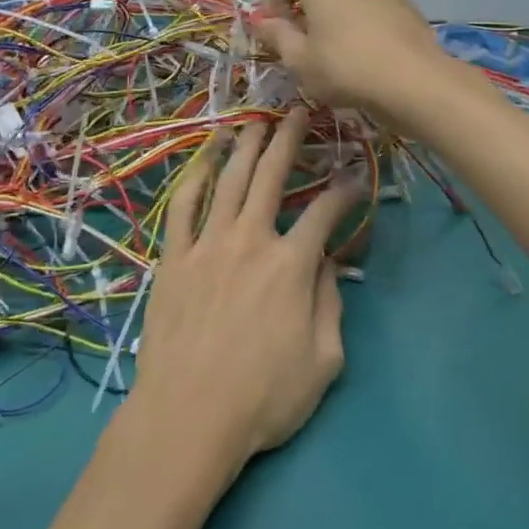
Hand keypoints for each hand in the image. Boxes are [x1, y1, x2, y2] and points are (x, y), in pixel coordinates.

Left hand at [130, 107, 363, 467]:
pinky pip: (183, 206)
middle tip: (298, 110)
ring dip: (245, 146)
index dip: (343, 191)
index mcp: (291, 265)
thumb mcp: (324, 361)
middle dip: (288, 140)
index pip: (324, 213)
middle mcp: (250, 241)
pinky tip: (205, 157)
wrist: (188, 417)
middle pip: (271, 177)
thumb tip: (327, 264)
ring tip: (255, 120)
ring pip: (229, 181)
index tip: (354, 175)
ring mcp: (207, 245)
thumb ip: (330, 304)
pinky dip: (194, 177)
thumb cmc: (263, 399)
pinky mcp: (174, 258)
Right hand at [254, 0, 451, 114]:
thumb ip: (276, 35)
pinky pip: (369, 3)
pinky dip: (357, 18)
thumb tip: (262, 22)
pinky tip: (359, 49)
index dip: (272, 2)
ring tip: (329, 46)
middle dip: (302, 5)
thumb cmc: (345, 66)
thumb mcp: (299, 58)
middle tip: (297, 39)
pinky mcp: (404, 1)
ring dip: (331, 11)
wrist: (415, 80)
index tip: (270, 31)